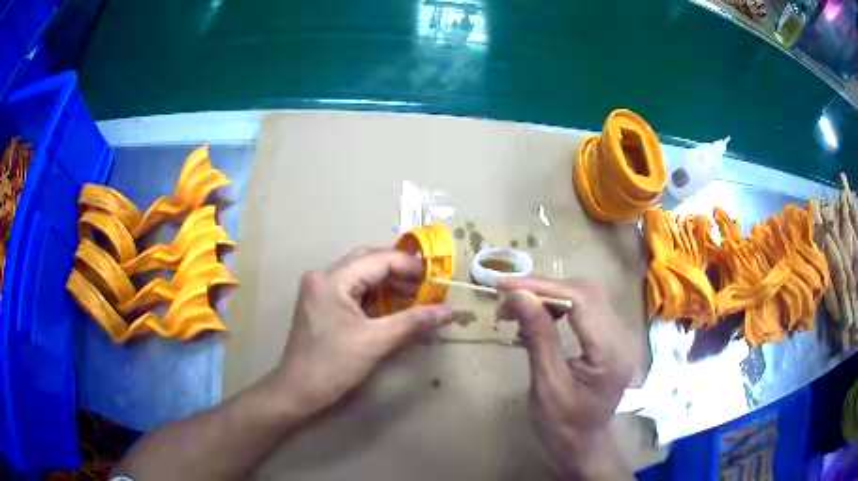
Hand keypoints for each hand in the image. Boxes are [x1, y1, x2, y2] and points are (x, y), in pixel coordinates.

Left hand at [269, 248, 454, 418]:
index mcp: (333, 279)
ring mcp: (319, 288)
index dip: (410, 267)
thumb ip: (414, 321)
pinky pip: (352, 289)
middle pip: (368, 260)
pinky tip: (392, 307)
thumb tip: (450, 311)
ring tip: (415, 297)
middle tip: (427, 286)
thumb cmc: (334, 365)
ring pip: (360, 274)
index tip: (437, 279)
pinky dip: (374, 295)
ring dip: (388, 283)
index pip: (379, 259)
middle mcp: (323, 275)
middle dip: (399, 271)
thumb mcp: (377, 342)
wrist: (298, 390)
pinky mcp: (320, 302)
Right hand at [496, 277, 636, 479]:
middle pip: (586, 292)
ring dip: (550, 295)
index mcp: (611, 352)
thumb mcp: (546, 385)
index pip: (581, 300)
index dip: (543, 287)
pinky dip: (560, 306)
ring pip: (586, 296)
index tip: (505, 286)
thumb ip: (538, 337)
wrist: (583, 445)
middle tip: (507, 299)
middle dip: (544, 289)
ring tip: (517, 308)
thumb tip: (519, 295)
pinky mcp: (613, 337)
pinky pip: (587, 309)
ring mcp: (621, 335)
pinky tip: (539, 316)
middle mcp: (623, 336)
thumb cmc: (562, 425)